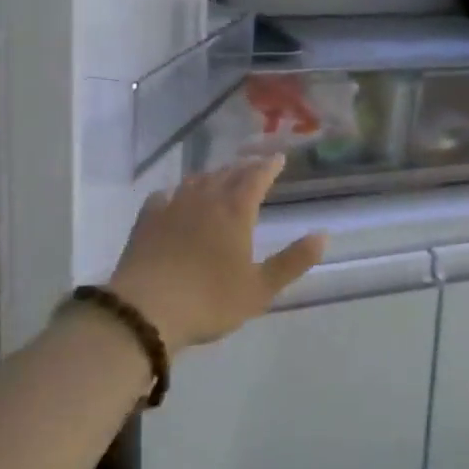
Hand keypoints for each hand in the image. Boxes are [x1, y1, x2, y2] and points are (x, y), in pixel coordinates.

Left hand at [108, 156, 325, 350]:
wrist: (145, 310)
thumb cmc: (209, 300)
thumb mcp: (260, 289)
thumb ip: (293, 261)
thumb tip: (323, 235)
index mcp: (236, 211)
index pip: (257, 178)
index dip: (269, 167)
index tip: (278, 158)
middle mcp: (206, 199)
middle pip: (227, 174)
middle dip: (243, 168)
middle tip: (252, 166)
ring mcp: (173, 206)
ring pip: (197, 181)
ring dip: (212, 176)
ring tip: (219, 178)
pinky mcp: (147, 220)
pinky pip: (164, 195)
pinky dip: (175, 193)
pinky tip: (172, 198)